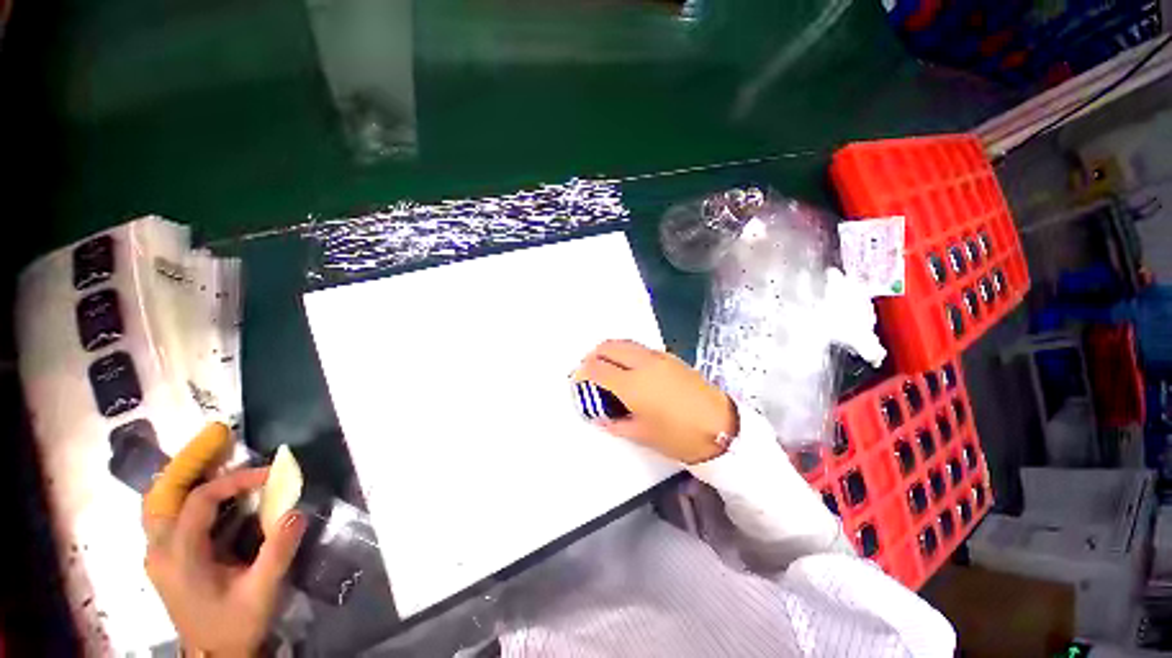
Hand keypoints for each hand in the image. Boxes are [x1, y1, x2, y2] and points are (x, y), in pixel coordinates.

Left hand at [144, 461, 305, 655]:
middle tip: (218, 435)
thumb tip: (296, 511)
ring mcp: (157, 553)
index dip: (234, 480)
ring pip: (157, 501)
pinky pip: (165, 512)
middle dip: (190, 461)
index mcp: (180, 559)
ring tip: (212, 451)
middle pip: (162, 493)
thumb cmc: (236, 624)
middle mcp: (159, 550)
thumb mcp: (262, 592)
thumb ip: (277, 552)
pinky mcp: (164, 556)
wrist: (213, 655)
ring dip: (183, 472)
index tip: (269, 474)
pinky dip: (183, 490)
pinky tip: (204, 484)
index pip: (198, 502)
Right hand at [575, 340, 737, 463]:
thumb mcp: (643, 434)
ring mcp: (658, 357)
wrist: (723, 428)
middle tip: (588, 370)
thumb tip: (598, 417)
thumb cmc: (680, 436)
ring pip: (624, 343)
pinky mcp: (670, 357)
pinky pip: (639, 347)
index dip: (582, 372)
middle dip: (593, 355)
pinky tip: (628, 368)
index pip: (597, 368)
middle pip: (608, 347)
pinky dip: (626, 352)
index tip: (577, 380)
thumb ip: (615, 423)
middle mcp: (643, 364)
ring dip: (609, 350)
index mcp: (633, 385)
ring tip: (606, 367)